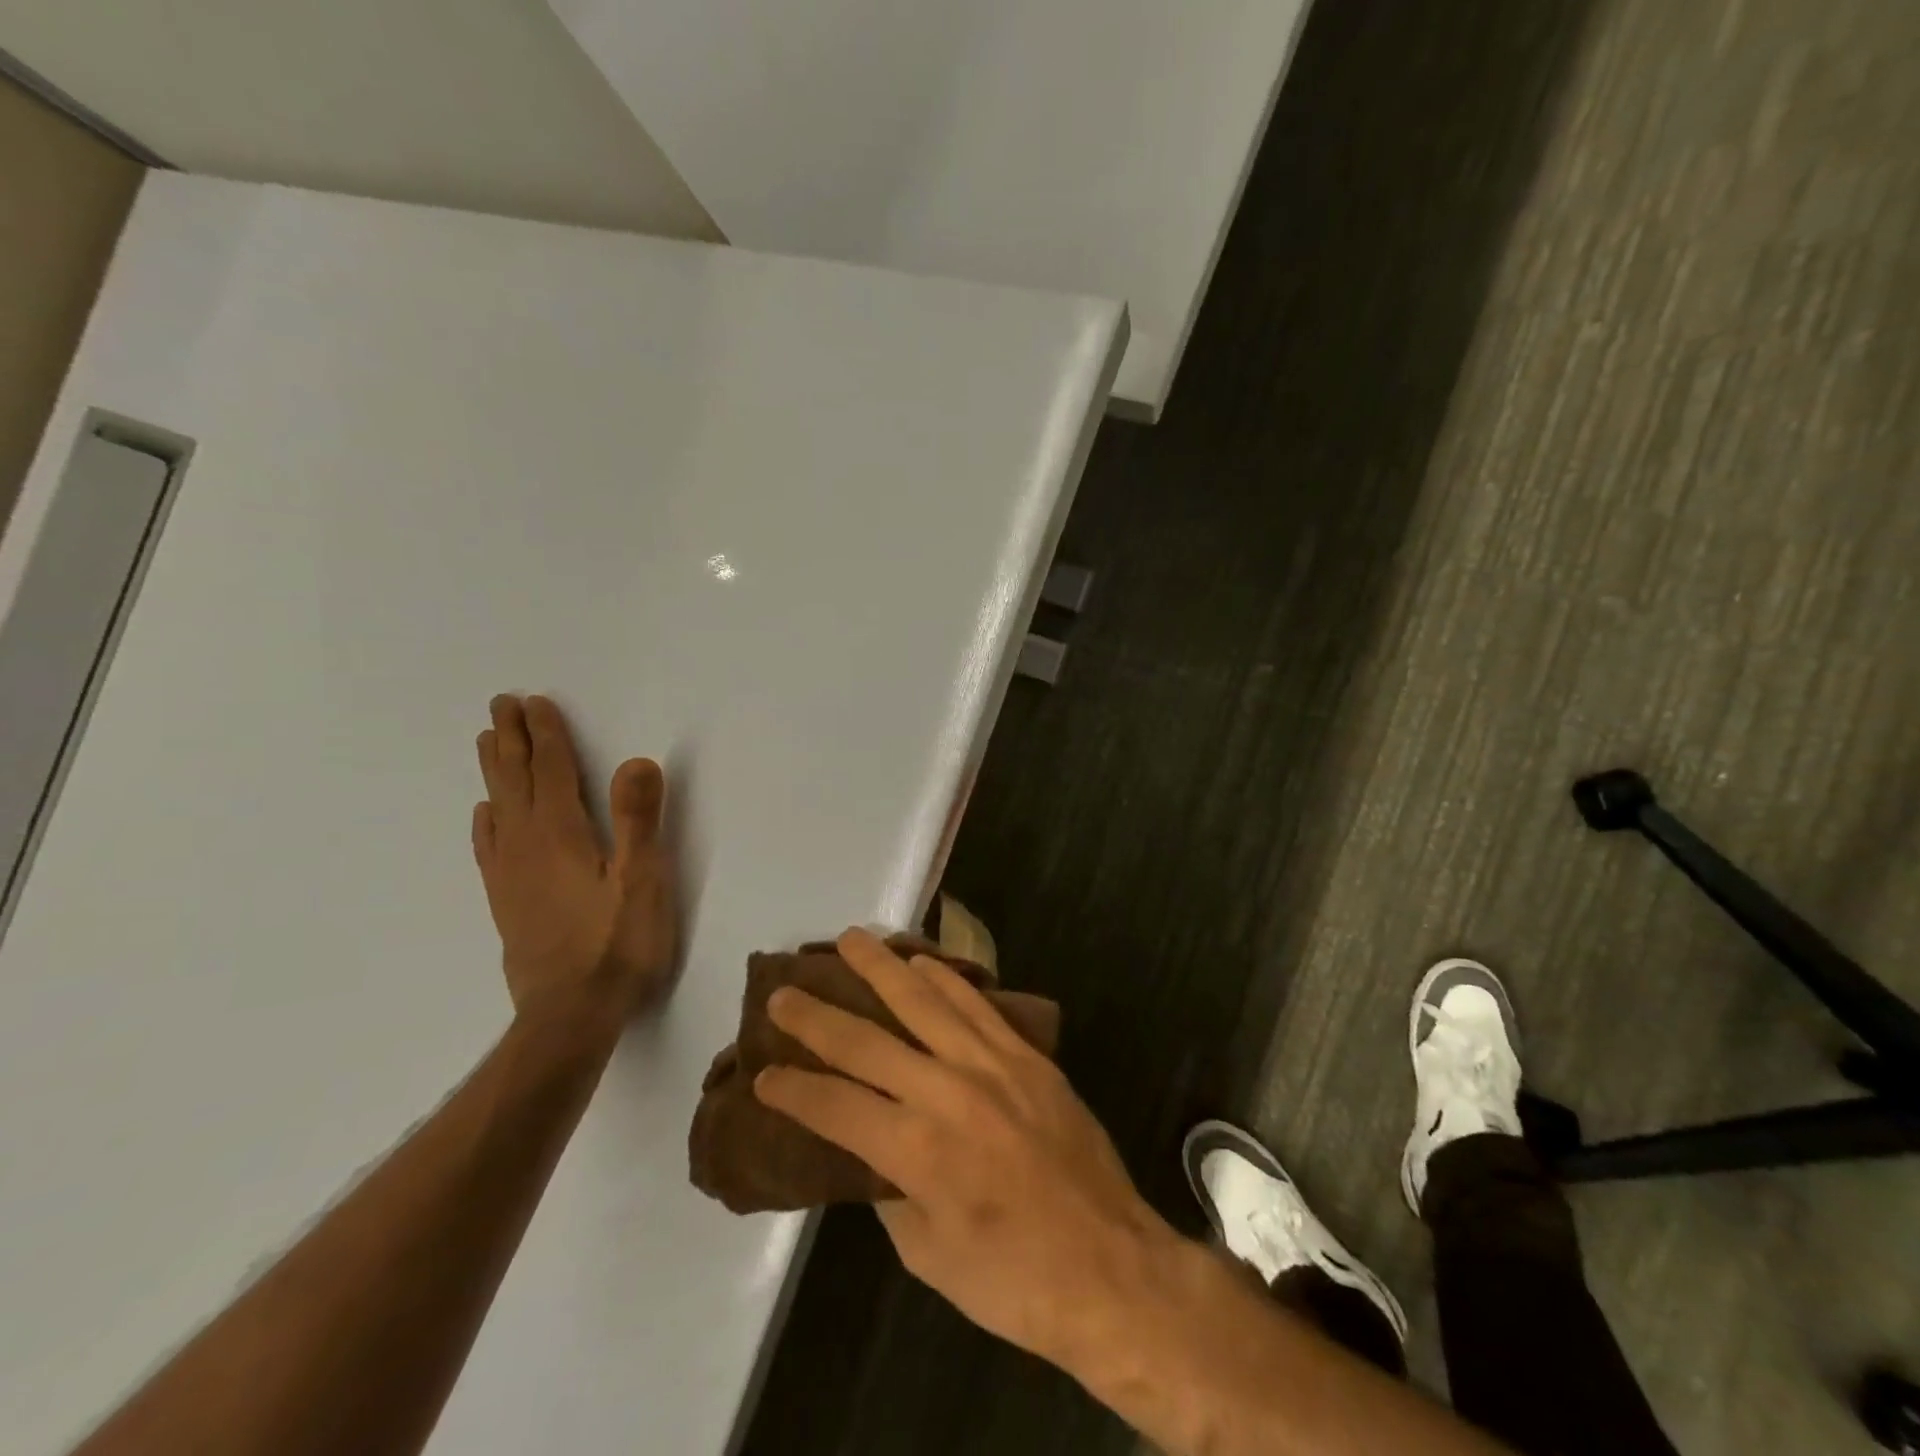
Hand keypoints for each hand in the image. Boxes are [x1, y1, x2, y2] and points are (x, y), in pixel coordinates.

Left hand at [472, 694, 675, 1021]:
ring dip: (494, 771)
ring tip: (487, 741)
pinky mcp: (507, 902)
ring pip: (498, 808)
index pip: (552, 771)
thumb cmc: (617, 945)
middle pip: (516, 781)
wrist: (570, 1015)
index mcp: (562, 834)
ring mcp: (511, 875)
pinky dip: (485, 821)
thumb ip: (638, 820)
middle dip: (511, 740)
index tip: (534, 701)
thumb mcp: (642, 880)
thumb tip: (636, 760)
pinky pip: (488, 847)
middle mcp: (527, 845)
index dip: (546, 734)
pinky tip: (484, 814)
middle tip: (501, 704)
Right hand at [753, 928, 1170, 1368]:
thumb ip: (890, 1191)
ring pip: (924, 1000)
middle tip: (783, 992)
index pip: (834, 1106)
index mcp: (916, 1150)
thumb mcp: (929, 1256)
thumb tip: (867, 1147)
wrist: (1111, 1267)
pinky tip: (920, 961)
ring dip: (882, 967)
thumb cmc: (1013, 1280)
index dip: (792, 1090)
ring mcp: (991, 1065)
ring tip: (850, 940)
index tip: (763, 1074)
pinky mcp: (1026, 1056)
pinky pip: (977, 1003)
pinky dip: (944, 977)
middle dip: (816, 1016)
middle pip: (867, 1041)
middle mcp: (947, 1091)